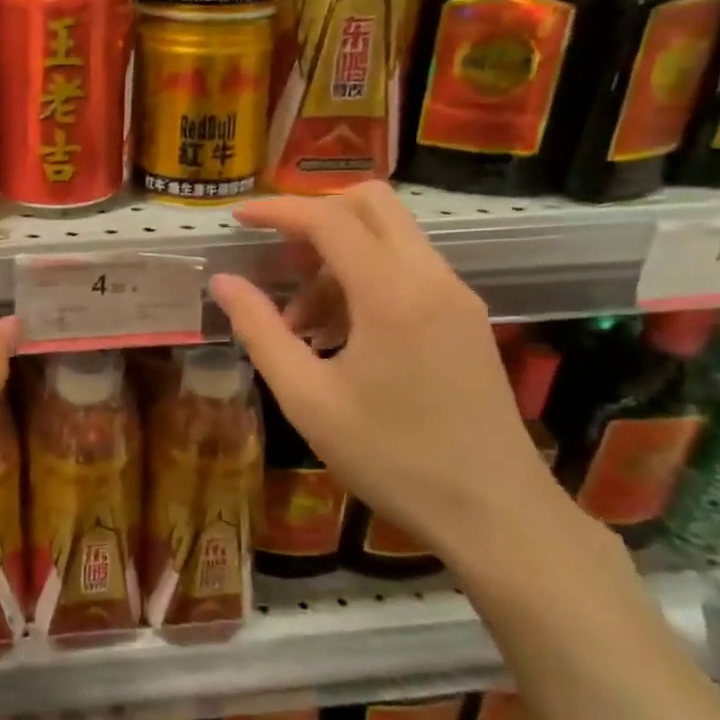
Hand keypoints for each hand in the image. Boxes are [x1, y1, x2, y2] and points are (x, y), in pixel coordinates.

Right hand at [209, 187, 570, 566]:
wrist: (496, 515)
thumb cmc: (392, 458)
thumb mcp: (307, 399)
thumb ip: (260, 331)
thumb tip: (223, 282)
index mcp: (392, 293)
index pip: (328, 219)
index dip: (277, 210)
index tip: (238, 217)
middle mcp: (431, 278)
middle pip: (372, 204)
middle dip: (316, 217)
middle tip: (279, 261)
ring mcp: (456, 297)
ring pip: (391, 237)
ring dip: (338, 257)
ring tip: (302, 323)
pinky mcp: (466, 319)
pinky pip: (408, 270)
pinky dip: (365, 279)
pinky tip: (341, 337)